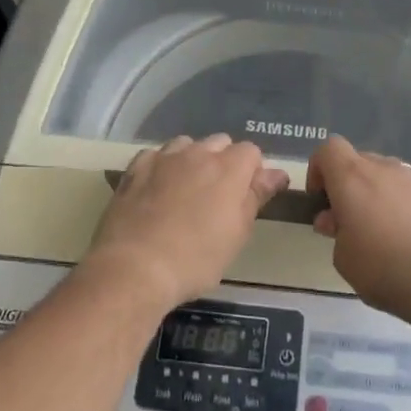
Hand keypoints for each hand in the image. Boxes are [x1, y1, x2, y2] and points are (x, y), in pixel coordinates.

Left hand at [82, 134, 288, 310]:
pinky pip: (156, 155)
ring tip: (187, 189)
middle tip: (218, 196)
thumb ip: (256, 197)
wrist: (134, 268)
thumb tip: (276, 174)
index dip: (252, 172)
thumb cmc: (195, 259)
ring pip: (187, 144)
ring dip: (192, 159)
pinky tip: (157, 188)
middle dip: (224, 161)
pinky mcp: (135, 168)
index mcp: (229, 168)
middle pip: (220, 142)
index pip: (251, 152)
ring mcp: (164, 158)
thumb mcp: (237, 234)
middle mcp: (198, 153)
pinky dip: (162, 166)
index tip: (247, 196)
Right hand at [306, 136, 410, 326]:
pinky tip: (407, 239)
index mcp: (353, 177)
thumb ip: (336, 232)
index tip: (321, 201)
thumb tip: (336, 219)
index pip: (329, 149)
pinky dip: (400, 205)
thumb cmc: (385, 269)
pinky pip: (408, 191)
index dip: (318, 170)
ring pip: (385, 175)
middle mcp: (385, 169)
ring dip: (374, 194)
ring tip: (379, 233)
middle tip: (347, 222)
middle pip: (358, 161)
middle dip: (347, 185)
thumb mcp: (344, 259)